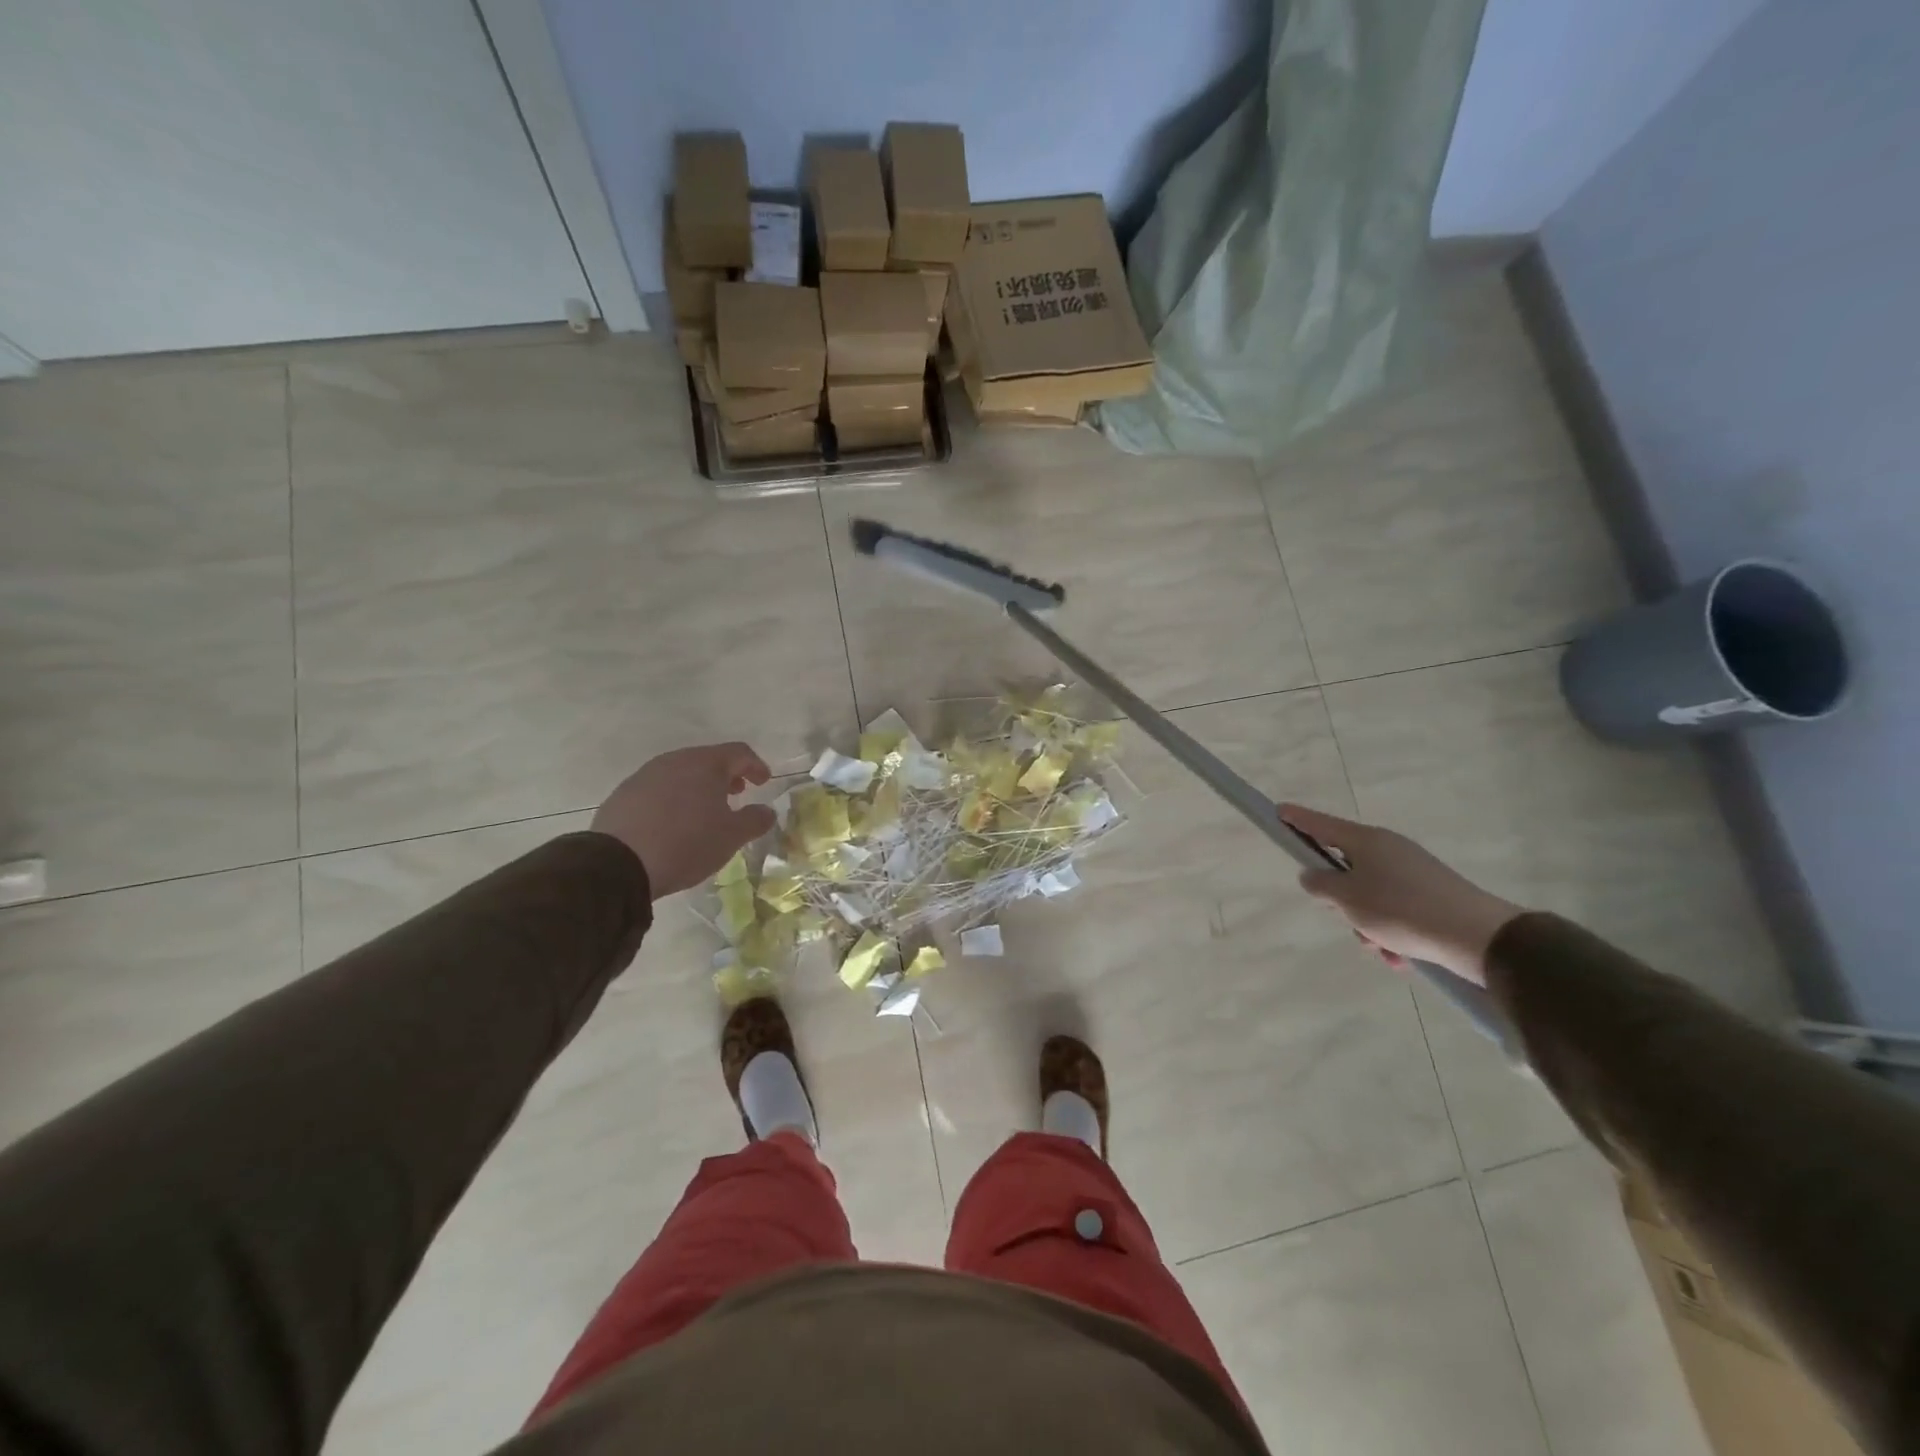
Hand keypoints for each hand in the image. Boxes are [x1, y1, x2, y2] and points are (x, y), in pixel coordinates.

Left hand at [592, 743, 776, 899]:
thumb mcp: (731, 836)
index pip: (739, 753)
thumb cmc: (686, 843)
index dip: (756, 766)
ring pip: (681, 773)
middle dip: (726, 775)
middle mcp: (675, 761)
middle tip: (737, 793)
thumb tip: (767, 811)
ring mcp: (645, 775)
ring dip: (698, 786)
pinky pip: (658, 789)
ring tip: (705, 810)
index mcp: (705, 764)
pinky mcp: (624, 794)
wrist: (618, 864)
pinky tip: (673, 822)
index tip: (764, 782)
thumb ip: (755, 820)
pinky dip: (673, 798)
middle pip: (708, 760)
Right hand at [1277, 804, 1523, 986]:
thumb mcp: (1347, 899)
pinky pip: (1397, 910)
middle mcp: (1389, 849)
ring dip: (1367, 922)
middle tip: (1343, 917)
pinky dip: (1392, 931)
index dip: (1297, 820)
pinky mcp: (1433, 895)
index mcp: (1366, 841)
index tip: (1278, 811)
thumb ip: (1320, 885)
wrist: (1480, 937)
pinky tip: (1400, 956)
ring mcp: (1414, 871)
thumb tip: (1312, 875)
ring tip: (1380, 948)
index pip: (1320, 825)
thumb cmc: (1401, 910)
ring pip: (1370, 894)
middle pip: (1346, 866)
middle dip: (1340, 898)